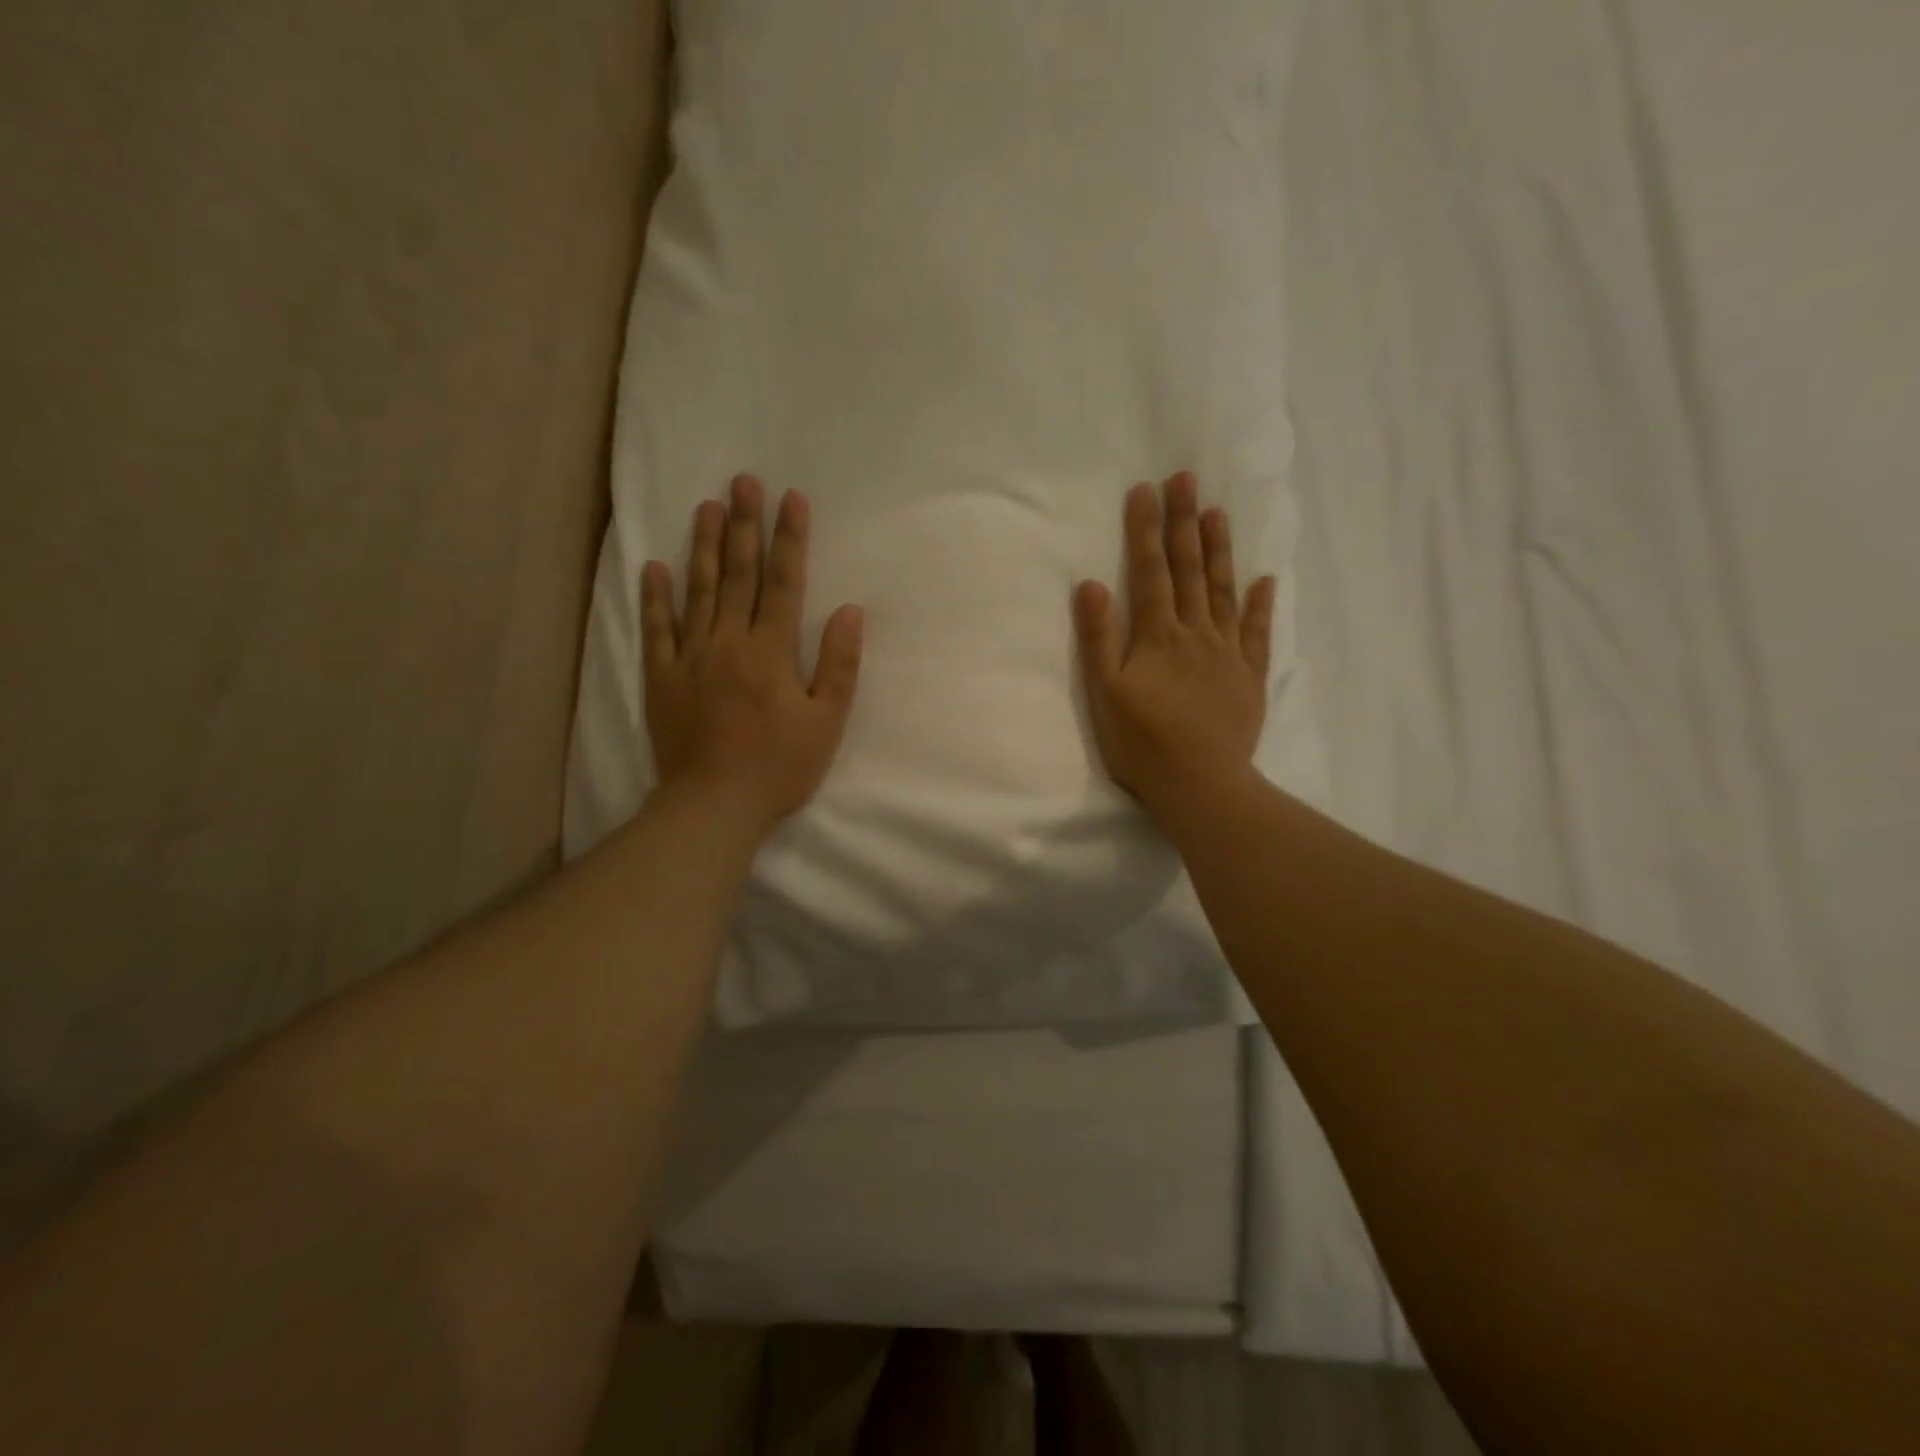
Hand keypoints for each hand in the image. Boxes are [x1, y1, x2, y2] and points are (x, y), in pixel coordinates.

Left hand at [642, 474, 863, 833]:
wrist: (714, 805)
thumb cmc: (779, 767)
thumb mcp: (826, 722)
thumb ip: (838, 665)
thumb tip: (848, 611)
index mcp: (771, 652)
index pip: (783, 583)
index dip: (789, 540)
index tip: (791, 499)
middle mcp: (729, 643)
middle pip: (738, 575)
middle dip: (743, 526)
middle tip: (742, 481)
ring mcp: (690, 658)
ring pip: (698, 591)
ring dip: (703, 547)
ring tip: (706, 505)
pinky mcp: (662, 679)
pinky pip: (657, 630)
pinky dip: (656, 597)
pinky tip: (656, 566)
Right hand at [1073, 473, 1275, 820]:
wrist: (1200, 784)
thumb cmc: (1141, 743)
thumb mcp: (1104, 693)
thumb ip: (1098, 637)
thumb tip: (1090, 584)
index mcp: (1157, 636)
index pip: (1150, 572)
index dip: (1145, 531)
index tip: (1146, 489)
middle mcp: (1196, 633)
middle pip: (1189, 570)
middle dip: (1184, 522)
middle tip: (1186, 478)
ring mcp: (1227, 653)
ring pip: (1223, 592)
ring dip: (1219, 550)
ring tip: (1218, 512)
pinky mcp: (1249, 677)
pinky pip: (1257, 633)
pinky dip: (1259, 605)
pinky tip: (1264, 580)